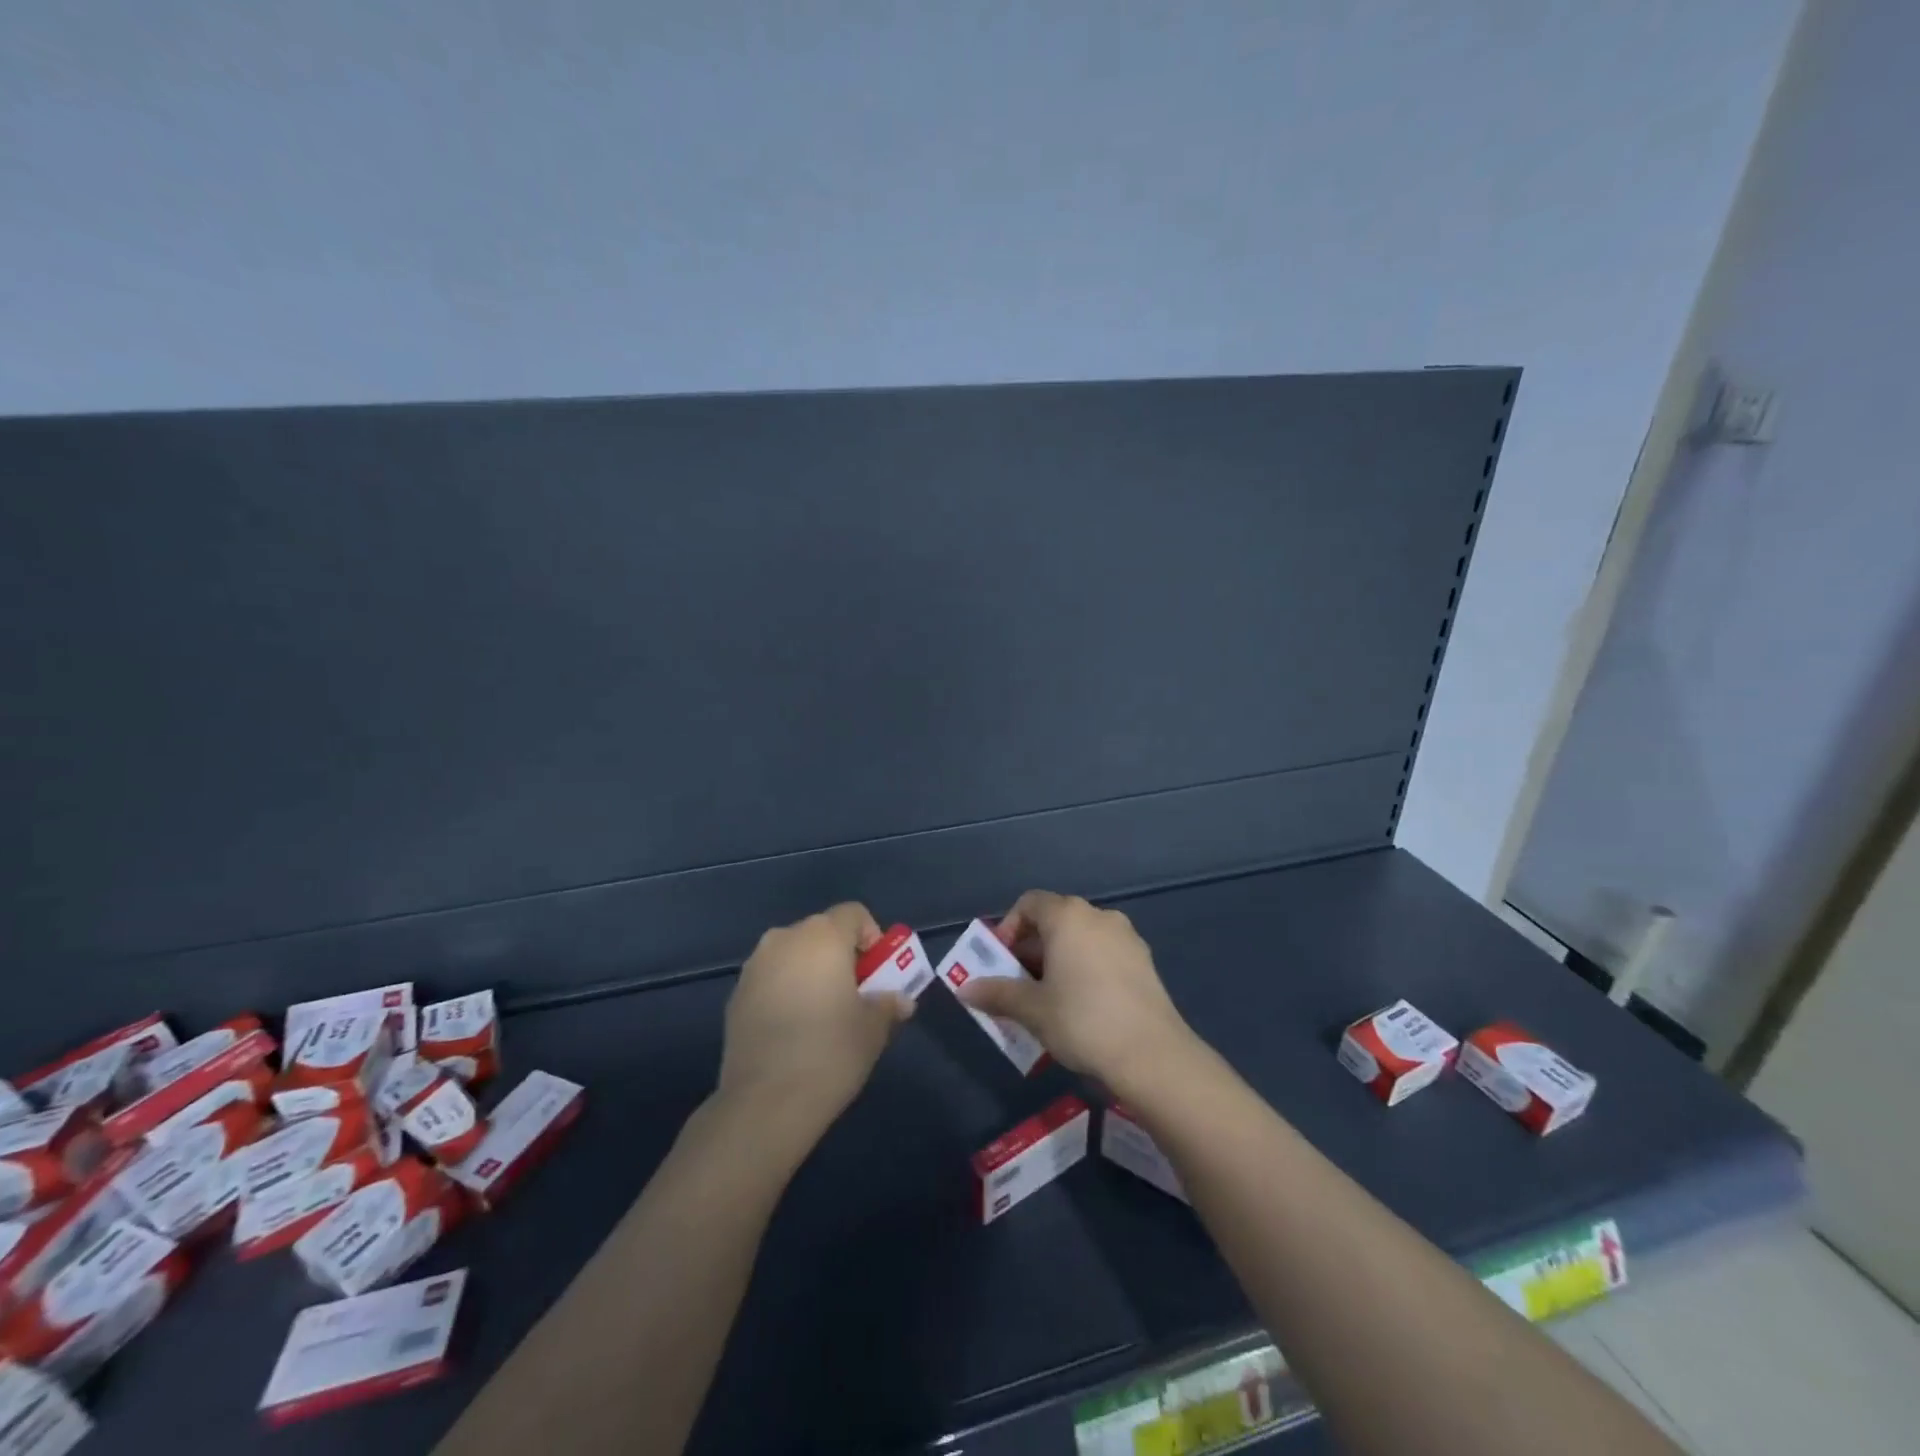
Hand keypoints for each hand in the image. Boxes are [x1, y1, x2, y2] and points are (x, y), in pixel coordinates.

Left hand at [717, 902, 913, 1133]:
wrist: (764, 1103)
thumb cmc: (830, 1052)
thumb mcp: (873, 1029)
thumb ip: (888, 1005)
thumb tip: (900, 1001)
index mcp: (822, 936)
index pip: (853, 913)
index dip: (871, 937)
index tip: (877, 972)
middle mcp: (784, 939)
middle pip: (821, 932)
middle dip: (840, 955)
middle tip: (854, 994)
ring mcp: (754, 967)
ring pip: (792, 955)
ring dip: (810, 972)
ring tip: (821, 1014)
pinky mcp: (734, 996)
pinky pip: (770, 980)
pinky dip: (785, 992)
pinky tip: (792, 1031)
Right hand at [956, 890, 1192, 1091]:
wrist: (1152, 1054)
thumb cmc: (1082, 1020)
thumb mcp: (1032, 1010)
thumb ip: (997, 994)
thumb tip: (964, 990)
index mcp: (1068, 916)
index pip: (1029, 903)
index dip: (1008, 928)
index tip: (1001, 961)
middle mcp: (1098, 916)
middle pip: (1055, 920)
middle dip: (1031, 949)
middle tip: (1018, 985)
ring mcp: (1126, 937)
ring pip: (1080, 938)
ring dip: (1058, 960)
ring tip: (1048, 999)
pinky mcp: (1144, 961)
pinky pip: (1103, 954)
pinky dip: (1085, 968)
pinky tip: (1082, 1006)